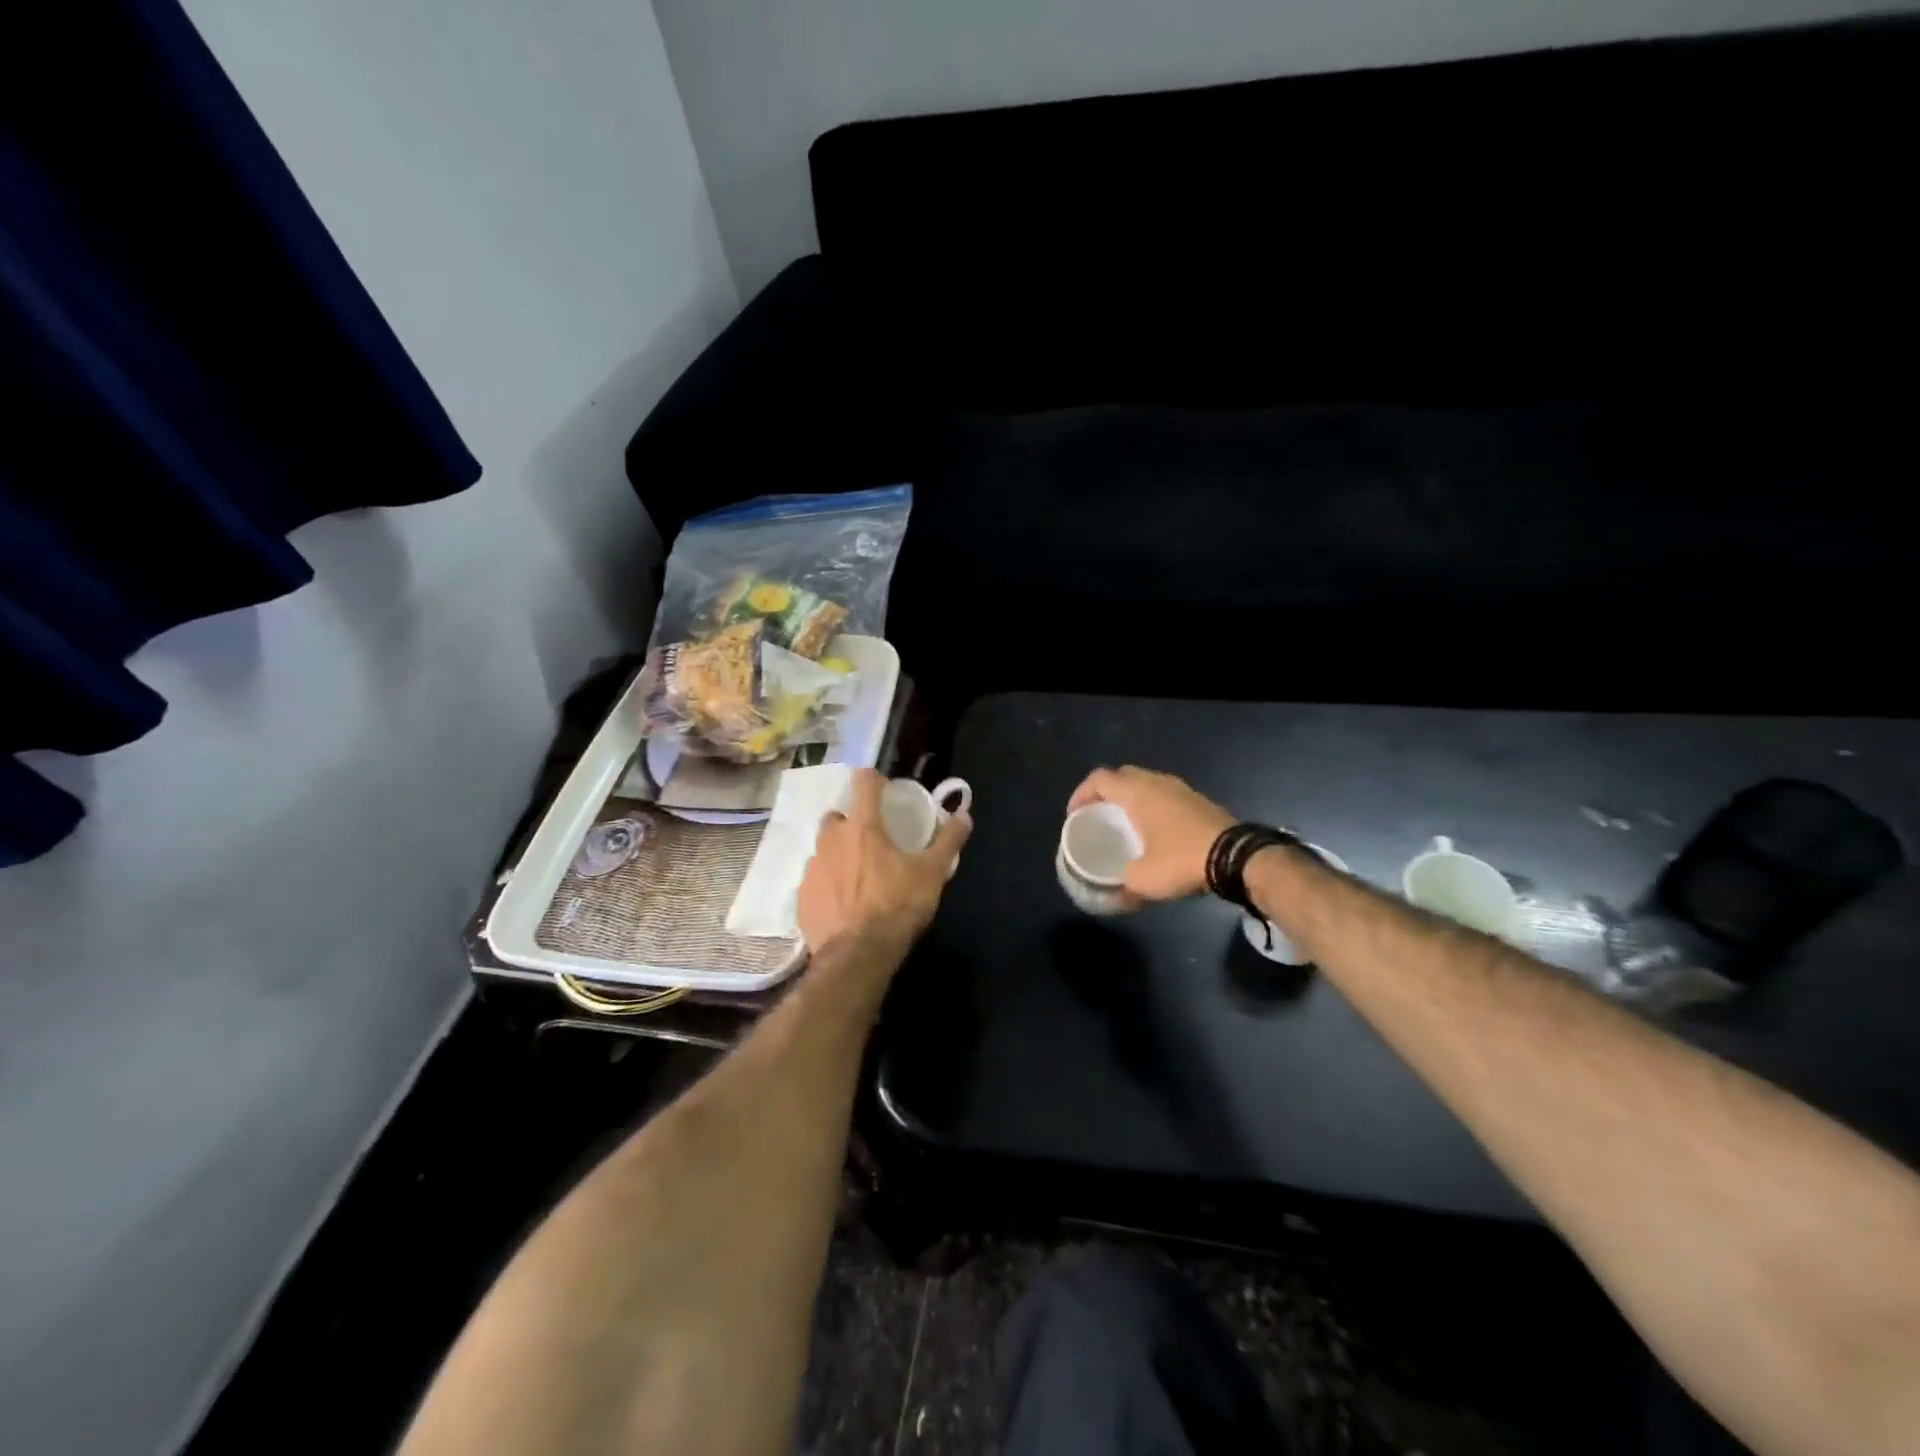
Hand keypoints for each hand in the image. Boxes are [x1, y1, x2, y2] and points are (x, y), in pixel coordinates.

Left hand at [798, 769, 972, 953]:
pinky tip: (844, 902)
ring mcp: (812, 868)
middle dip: (853, 822)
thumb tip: (965, 815)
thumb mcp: (931, 873)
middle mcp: (831, 840)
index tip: (885, 788)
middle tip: (873, 840)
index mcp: (863, 827)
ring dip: (840, 854)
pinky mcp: (802, 897)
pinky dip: (828, 884)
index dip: (874, 778)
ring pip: (824, 849)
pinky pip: (816, 880)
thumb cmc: (896, 906)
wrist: (856, 956)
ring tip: (859, 875)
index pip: (863, 782)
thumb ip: (948, 841)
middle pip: (838, 816)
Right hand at [1068, 765, 1234, 902]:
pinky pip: (1165, 796)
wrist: (1239, 858)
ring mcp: (1182, 789)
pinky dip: (1153, 807)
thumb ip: (1123, 885)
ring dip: (1131, 800)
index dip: (1081, 794)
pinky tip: (1155, 832)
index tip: (1075, 815)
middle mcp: (1158, 782)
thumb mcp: (1144, 880)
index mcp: (1137, 792)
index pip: (1099, 779)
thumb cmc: (1182, 860)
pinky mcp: (1199, 802)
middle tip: (1099, 817)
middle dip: (1106, 794)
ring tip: (1125, 825)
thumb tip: (1114, 898)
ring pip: (1147, 785)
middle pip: (1122, 776)